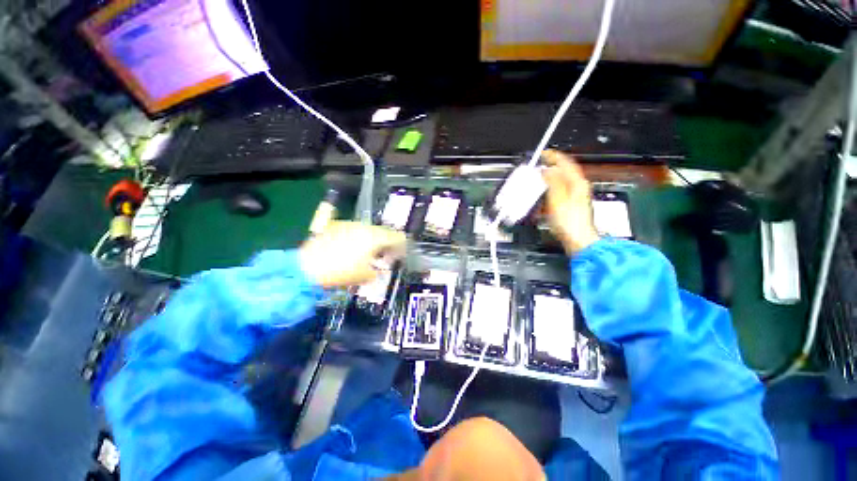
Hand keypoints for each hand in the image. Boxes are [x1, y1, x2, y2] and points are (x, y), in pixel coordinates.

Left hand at [299, 221, 406, 287]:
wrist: (307, 268)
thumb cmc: (341, 272)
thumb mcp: (365, 276)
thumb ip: (378, 271)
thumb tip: (381, 268)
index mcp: (375, 237)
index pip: (397, 237)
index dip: (401, 247)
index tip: (399, 256)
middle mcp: (364, 227)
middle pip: (383, 232)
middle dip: (387, 244)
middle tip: (384, 257)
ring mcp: (349, 224)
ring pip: (368, 230)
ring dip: (372, 240)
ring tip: (367, 254)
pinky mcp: (335, 226)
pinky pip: (354, 230)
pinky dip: (358, 238)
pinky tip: (352, 248)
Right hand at [541, 150, 599, 254]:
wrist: (578, 241)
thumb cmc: (569, 222)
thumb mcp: (557, 199)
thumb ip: (552, 182)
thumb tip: (547, 170)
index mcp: (577, 183)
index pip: (565, 163)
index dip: (553, 156)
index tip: (542, 153)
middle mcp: (578, 188)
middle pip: (563, 172)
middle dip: (549, 168)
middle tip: (536, 167)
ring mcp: (575, 198)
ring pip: (560, 183)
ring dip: (547, 181)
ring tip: (536, 182)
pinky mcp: (570, 207)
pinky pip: (557, 195)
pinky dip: (548, 193)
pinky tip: (541, 200)